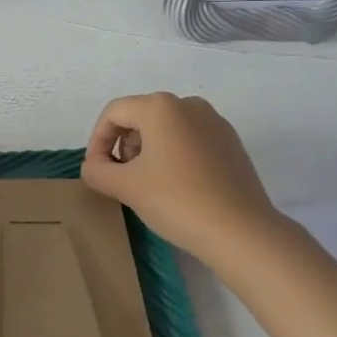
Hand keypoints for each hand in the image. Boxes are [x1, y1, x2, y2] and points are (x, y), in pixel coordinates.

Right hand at [80, 93, 283, 260]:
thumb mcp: (125, 186)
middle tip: (119, 178)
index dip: (97, 141)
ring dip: (147, 151)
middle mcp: (189, 105)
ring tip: (146, 184)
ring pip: (166, 129)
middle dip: (123, 145)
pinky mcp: (231, 143)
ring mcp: (215, 123)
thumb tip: (94, 166)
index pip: (114, 113)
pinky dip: (173, 156)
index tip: (96, 170)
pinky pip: (189, 140)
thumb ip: (97, 170)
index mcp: (161, 107)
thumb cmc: (177, 201)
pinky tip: (175, 187)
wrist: (242, 231)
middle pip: (140, 117)